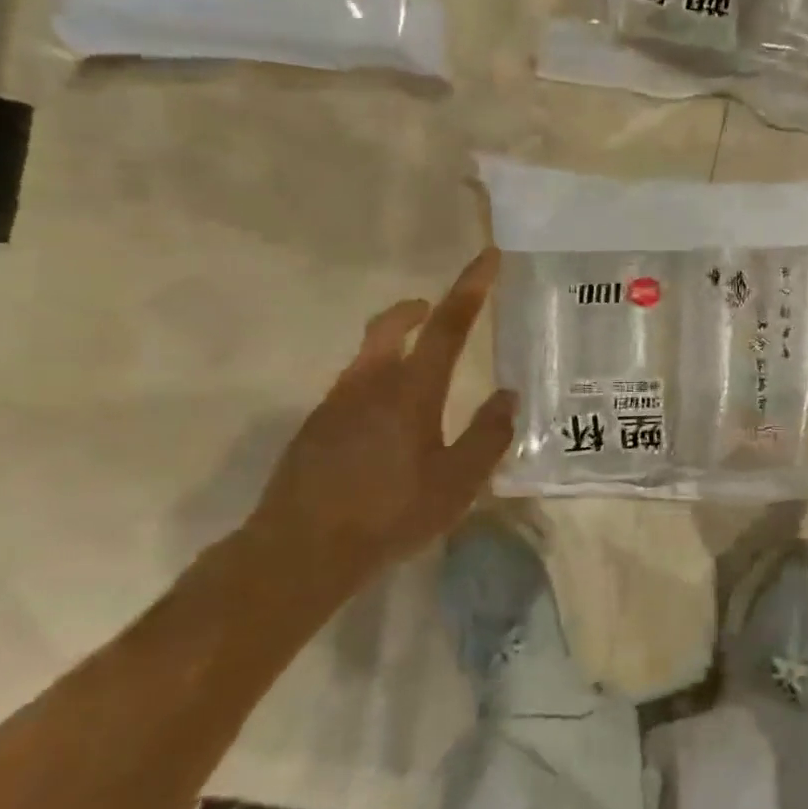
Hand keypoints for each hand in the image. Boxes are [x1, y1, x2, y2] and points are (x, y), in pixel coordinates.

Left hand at [248, 249, 515, 571]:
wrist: (299, 551)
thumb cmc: (389, 513)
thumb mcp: (456, 483)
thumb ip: (488, 436)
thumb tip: (508, 396)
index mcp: (411, 391)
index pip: (448, 326)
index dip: (471, 288)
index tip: (488, 256)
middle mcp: (370, 384)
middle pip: (392, 326)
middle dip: (416, 310)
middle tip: (435, 310)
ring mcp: (335, 404)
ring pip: (368, 357)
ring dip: (394, 348)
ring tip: (419, 378)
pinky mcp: (314, 428)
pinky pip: (352, 389)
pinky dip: (375, 385)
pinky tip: (385, 428)